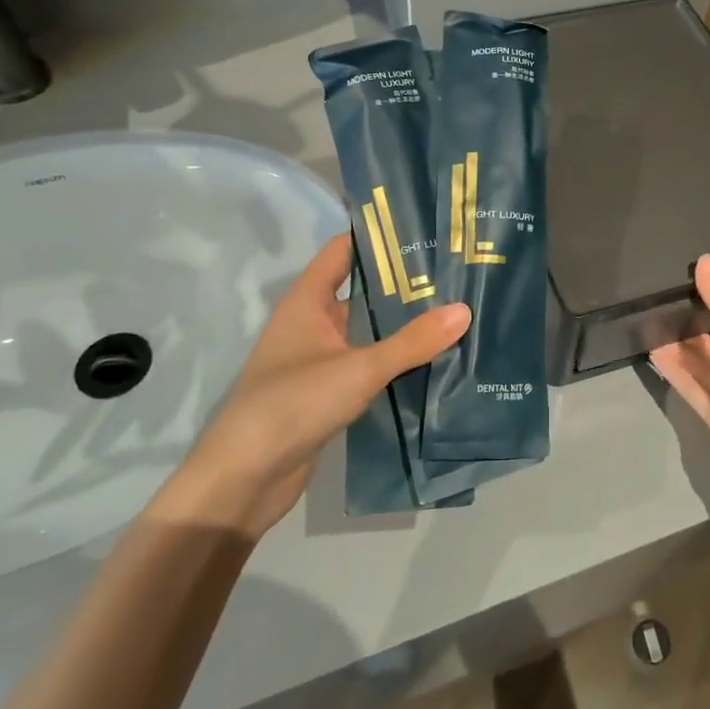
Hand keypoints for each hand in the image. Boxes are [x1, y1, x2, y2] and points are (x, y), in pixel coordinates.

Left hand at [156, 234, 469, 535]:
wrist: (245, 479)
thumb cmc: (293, 404)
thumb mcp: (359, 368)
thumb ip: (412, 342)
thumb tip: (464, 311)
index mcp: (307, 302)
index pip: (342, 251)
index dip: (377, 236)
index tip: (422, 229)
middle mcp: (311, 323)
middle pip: (360, 289)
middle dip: (402, 281)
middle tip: (453, 271)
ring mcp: (318, 359)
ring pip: (366, 328)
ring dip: (402, 323)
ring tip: (453, 309)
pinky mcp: (327, 392)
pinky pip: (367, 363)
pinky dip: (394, 358)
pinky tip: (432, 358)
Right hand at [649, 254, 709, 481]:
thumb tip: (703, 258)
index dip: (707, 312)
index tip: (679, 293)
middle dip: (687, 332)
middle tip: (655, 310)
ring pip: (699, 368)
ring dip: (677, 352)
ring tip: (647, 328)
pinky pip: (692, 390)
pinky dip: (675, 374)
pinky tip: (654, 354)